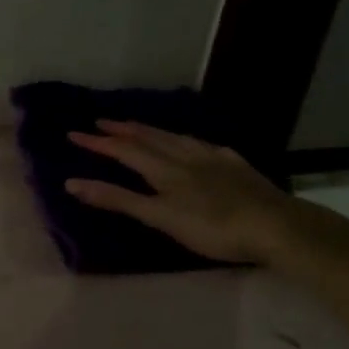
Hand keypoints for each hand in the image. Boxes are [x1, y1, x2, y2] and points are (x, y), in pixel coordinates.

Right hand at [65, 120, 302, 264]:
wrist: (275, 226)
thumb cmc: (212, 228)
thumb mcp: (159, 217)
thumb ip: (117, 199)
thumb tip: (72, 183)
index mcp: (164, 169)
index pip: (124, 150)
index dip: (98, 142)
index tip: (73, 133)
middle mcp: (186, 156)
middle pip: (149, 137)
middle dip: (122, 129)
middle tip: (101, 120)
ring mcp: (214, 158)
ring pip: (176, 137)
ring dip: (152, 130)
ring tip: (138, 125)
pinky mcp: (236, 166)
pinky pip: (204, 145)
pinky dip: (188, 141)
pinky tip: (194, 144)